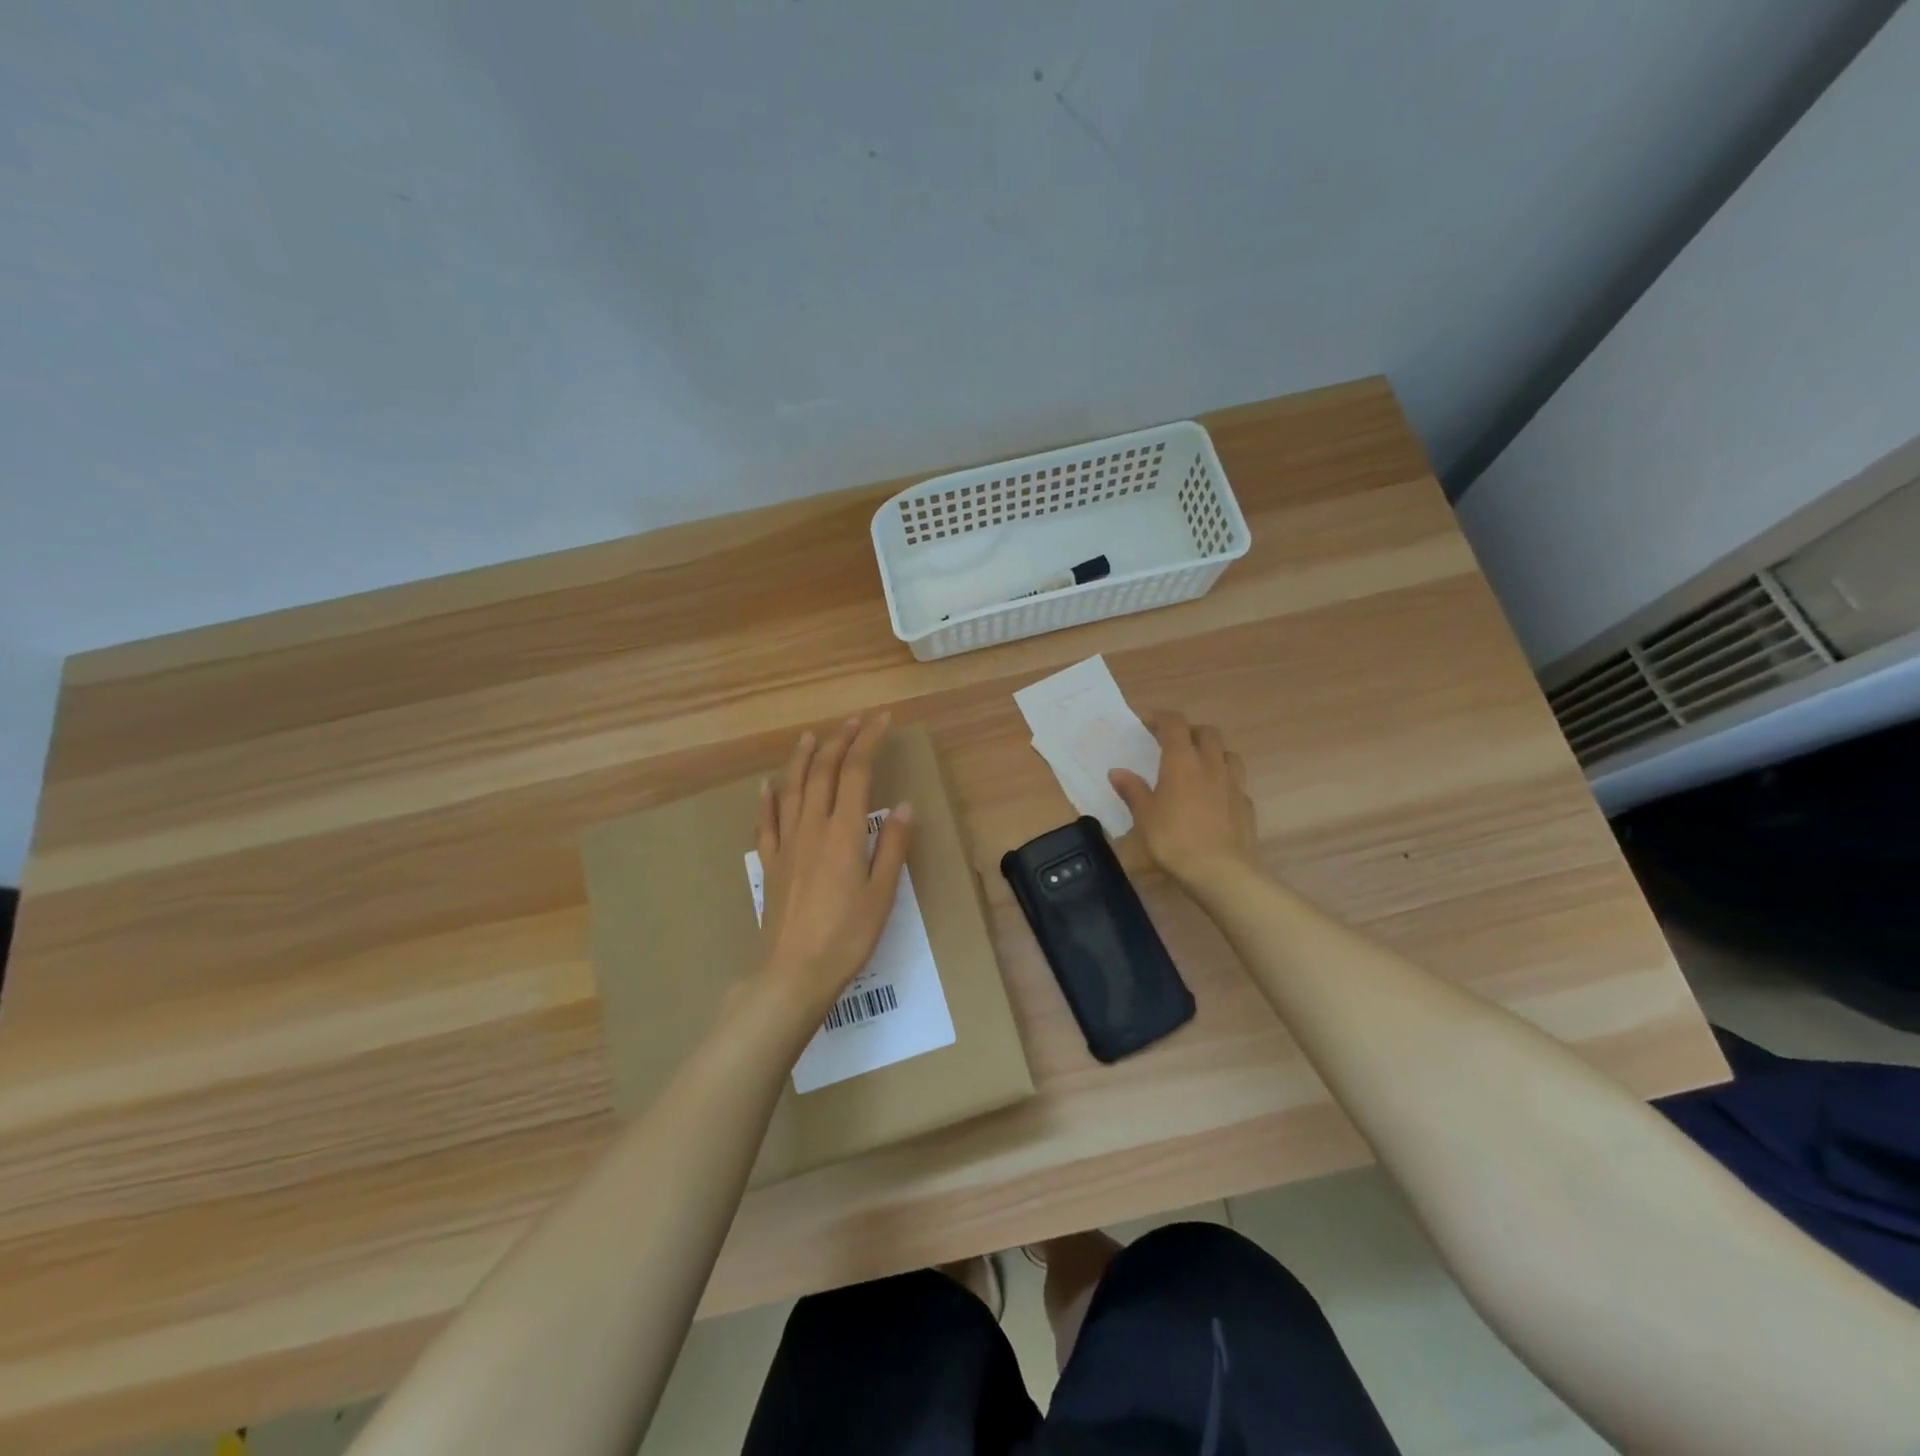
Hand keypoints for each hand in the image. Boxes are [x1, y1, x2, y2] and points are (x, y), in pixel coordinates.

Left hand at [755, 714, 913, 1017]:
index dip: (869, 741)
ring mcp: (786, 844)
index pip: (856, 771)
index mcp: (843, 832)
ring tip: (810, 736)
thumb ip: (892, 845)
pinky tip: (768, 785)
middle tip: (855, 721)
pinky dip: (768, 798)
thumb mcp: (882, 893)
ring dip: (802, 758)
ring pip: (791, 788)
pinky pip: (766, 821)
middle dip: (840, 740)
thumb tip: (903, 805)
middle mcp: (812, 827)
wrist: (794, 972)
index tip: (883, 720)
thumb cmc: (847, 936)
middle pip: (823, 771)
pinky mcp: (771, 863)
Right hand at [1110, 711, 1257, 885]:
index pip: (1175, 724)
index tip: (1147, 722)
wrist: (1220, 871)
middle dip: (1189, 731)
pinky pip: (1236, 781)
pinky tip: (1215, 797)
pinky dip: (1224, 780)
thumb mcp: (1144, 816)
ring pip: (1227, 753)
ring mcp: (1233, 783)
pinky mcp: (1246, 804)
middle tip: (1173, 744)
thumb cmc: (1174, 840)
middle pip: (1207, 733)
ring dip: (1212, 752)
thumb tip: (1117, 772)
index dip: (1161, 717)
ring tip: (1198, 766)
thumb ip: (1132, 790)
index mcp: (1182, 761)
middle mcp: (1211, 764)